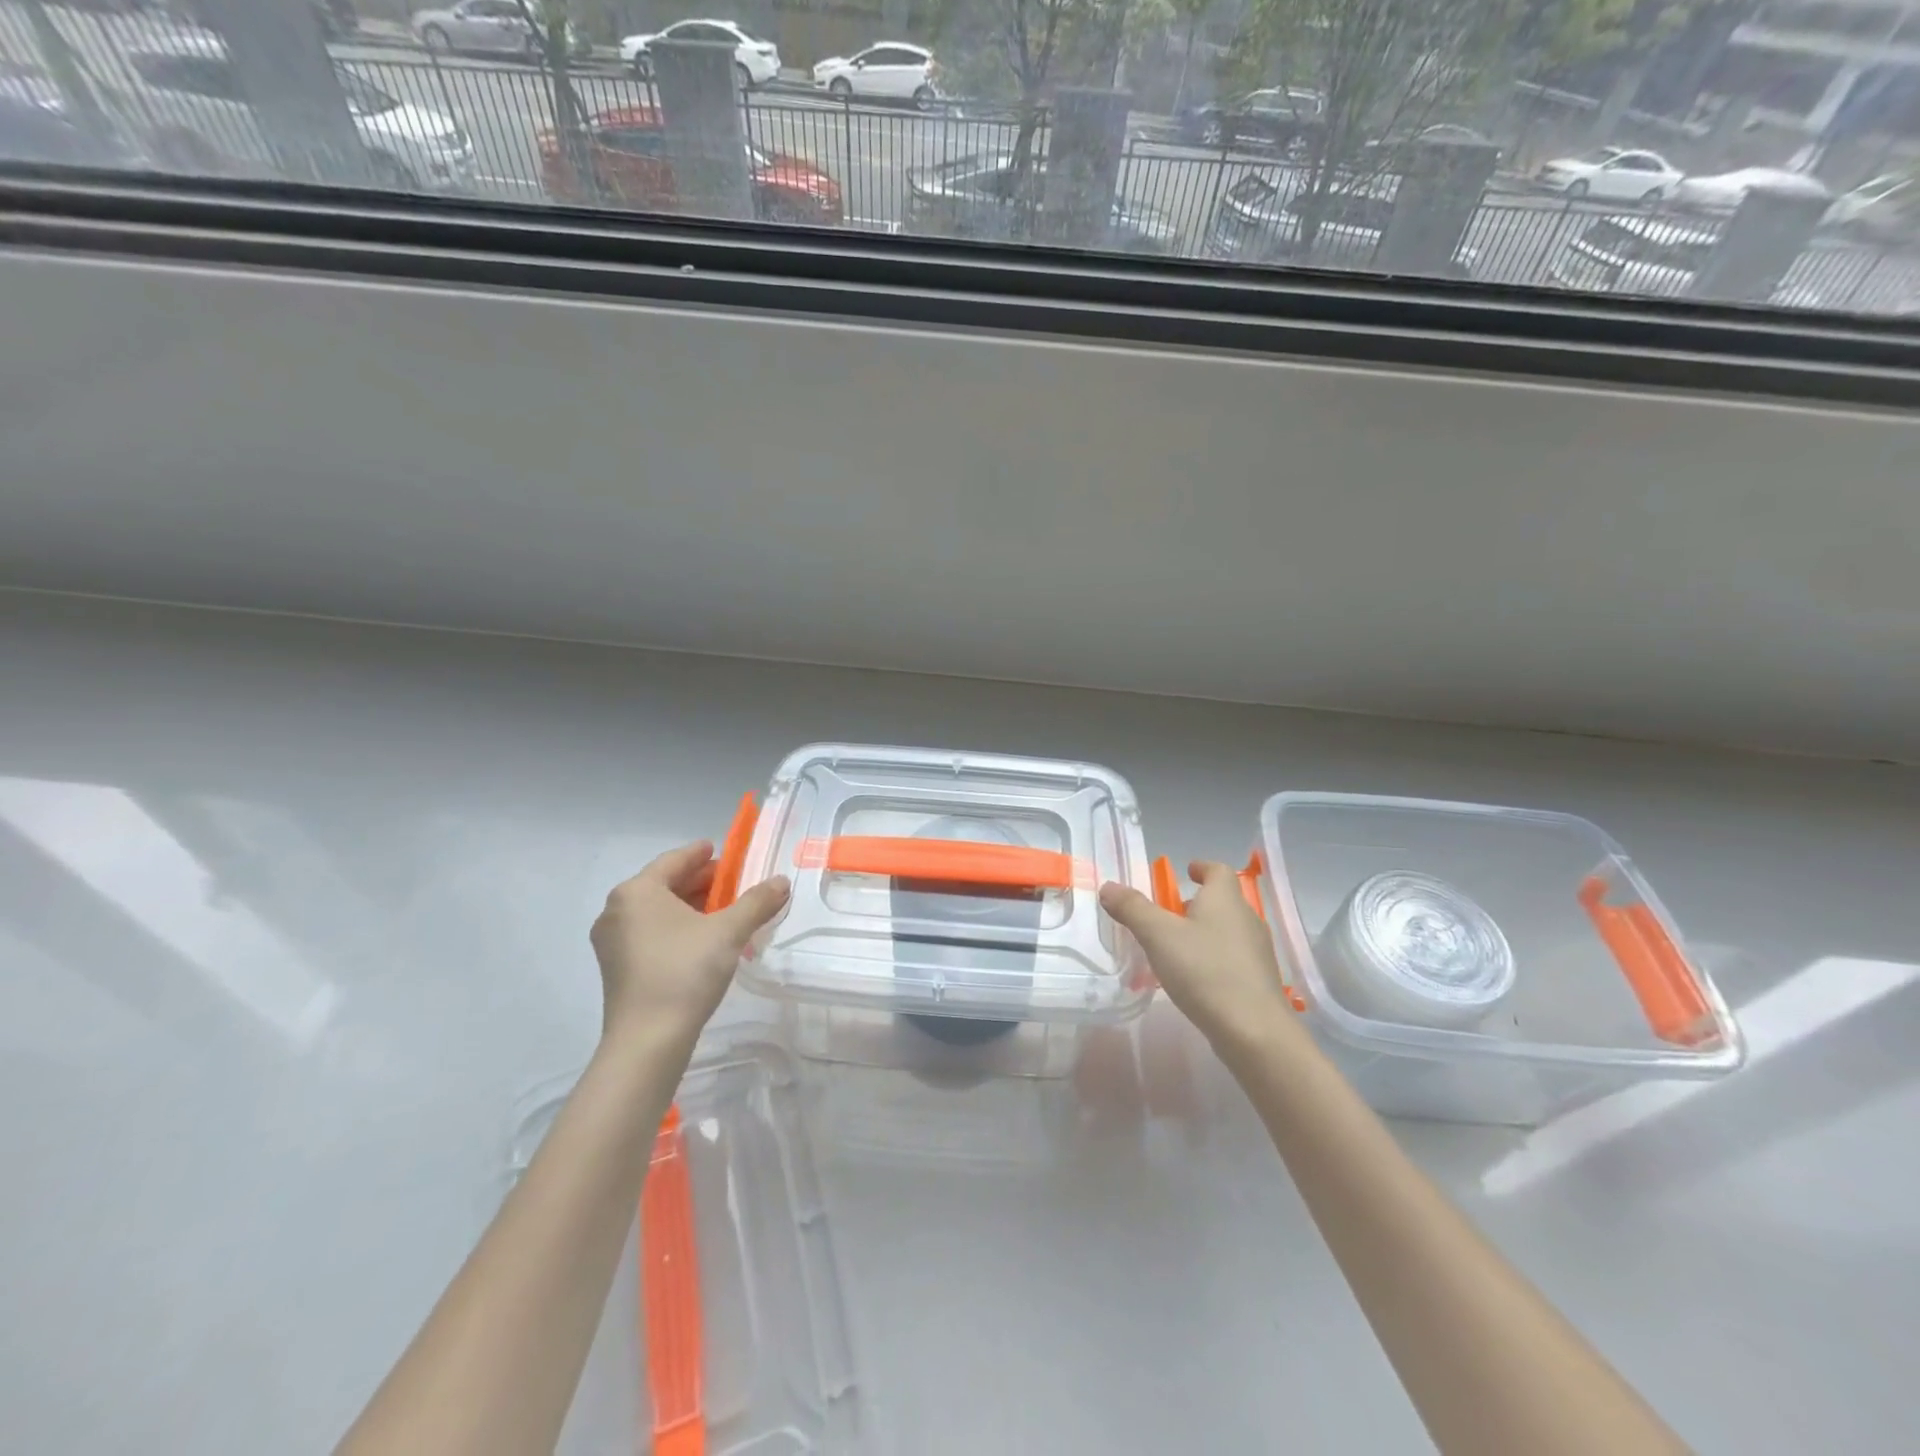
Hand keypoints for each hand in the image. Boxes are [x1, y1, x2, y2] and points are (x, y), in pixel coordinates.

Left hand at [590, 841, 789, 1051]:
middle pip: (664, 885)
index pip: (673, 860)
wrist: (648, 1040)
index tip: (720, 850)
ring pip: (657, 911)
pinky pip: (650, 933)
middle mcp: (617, 910)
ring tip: (724, 911)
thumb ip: (757, 902)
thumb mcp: (729, 932)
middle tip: (732, 883)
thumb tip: (781, 881)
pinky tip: (703, 940)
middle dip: (700, 882)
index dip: (700, 854)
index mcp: (637, 892)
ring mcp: (613, 942)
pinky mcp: (617, 968)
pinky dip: (677, 928)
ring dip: (690, 907)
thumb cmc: (685, 971)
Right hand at [1100, 860, 1298, 1056]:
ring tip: (1176, 948)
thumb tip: (1109, 886)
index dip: (1202, 868)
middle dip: (1196, 903)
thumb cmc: (1205, 971)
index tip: (1186, 872)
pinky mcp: (1259, 982)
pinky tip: (1195, 978)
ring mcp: (1257, 952)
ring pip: (1227, 930)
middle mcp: (1246, 919)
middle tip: (1168, 914)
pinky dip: (1213, 958)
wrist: (1253, 1031)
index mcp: (1225, 900)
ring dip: (1204, 932)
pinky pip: (1232, 958)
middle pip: (1223, 901)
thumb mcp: (1158, 935)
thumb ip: (1132, 909)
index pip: (1218, 871)